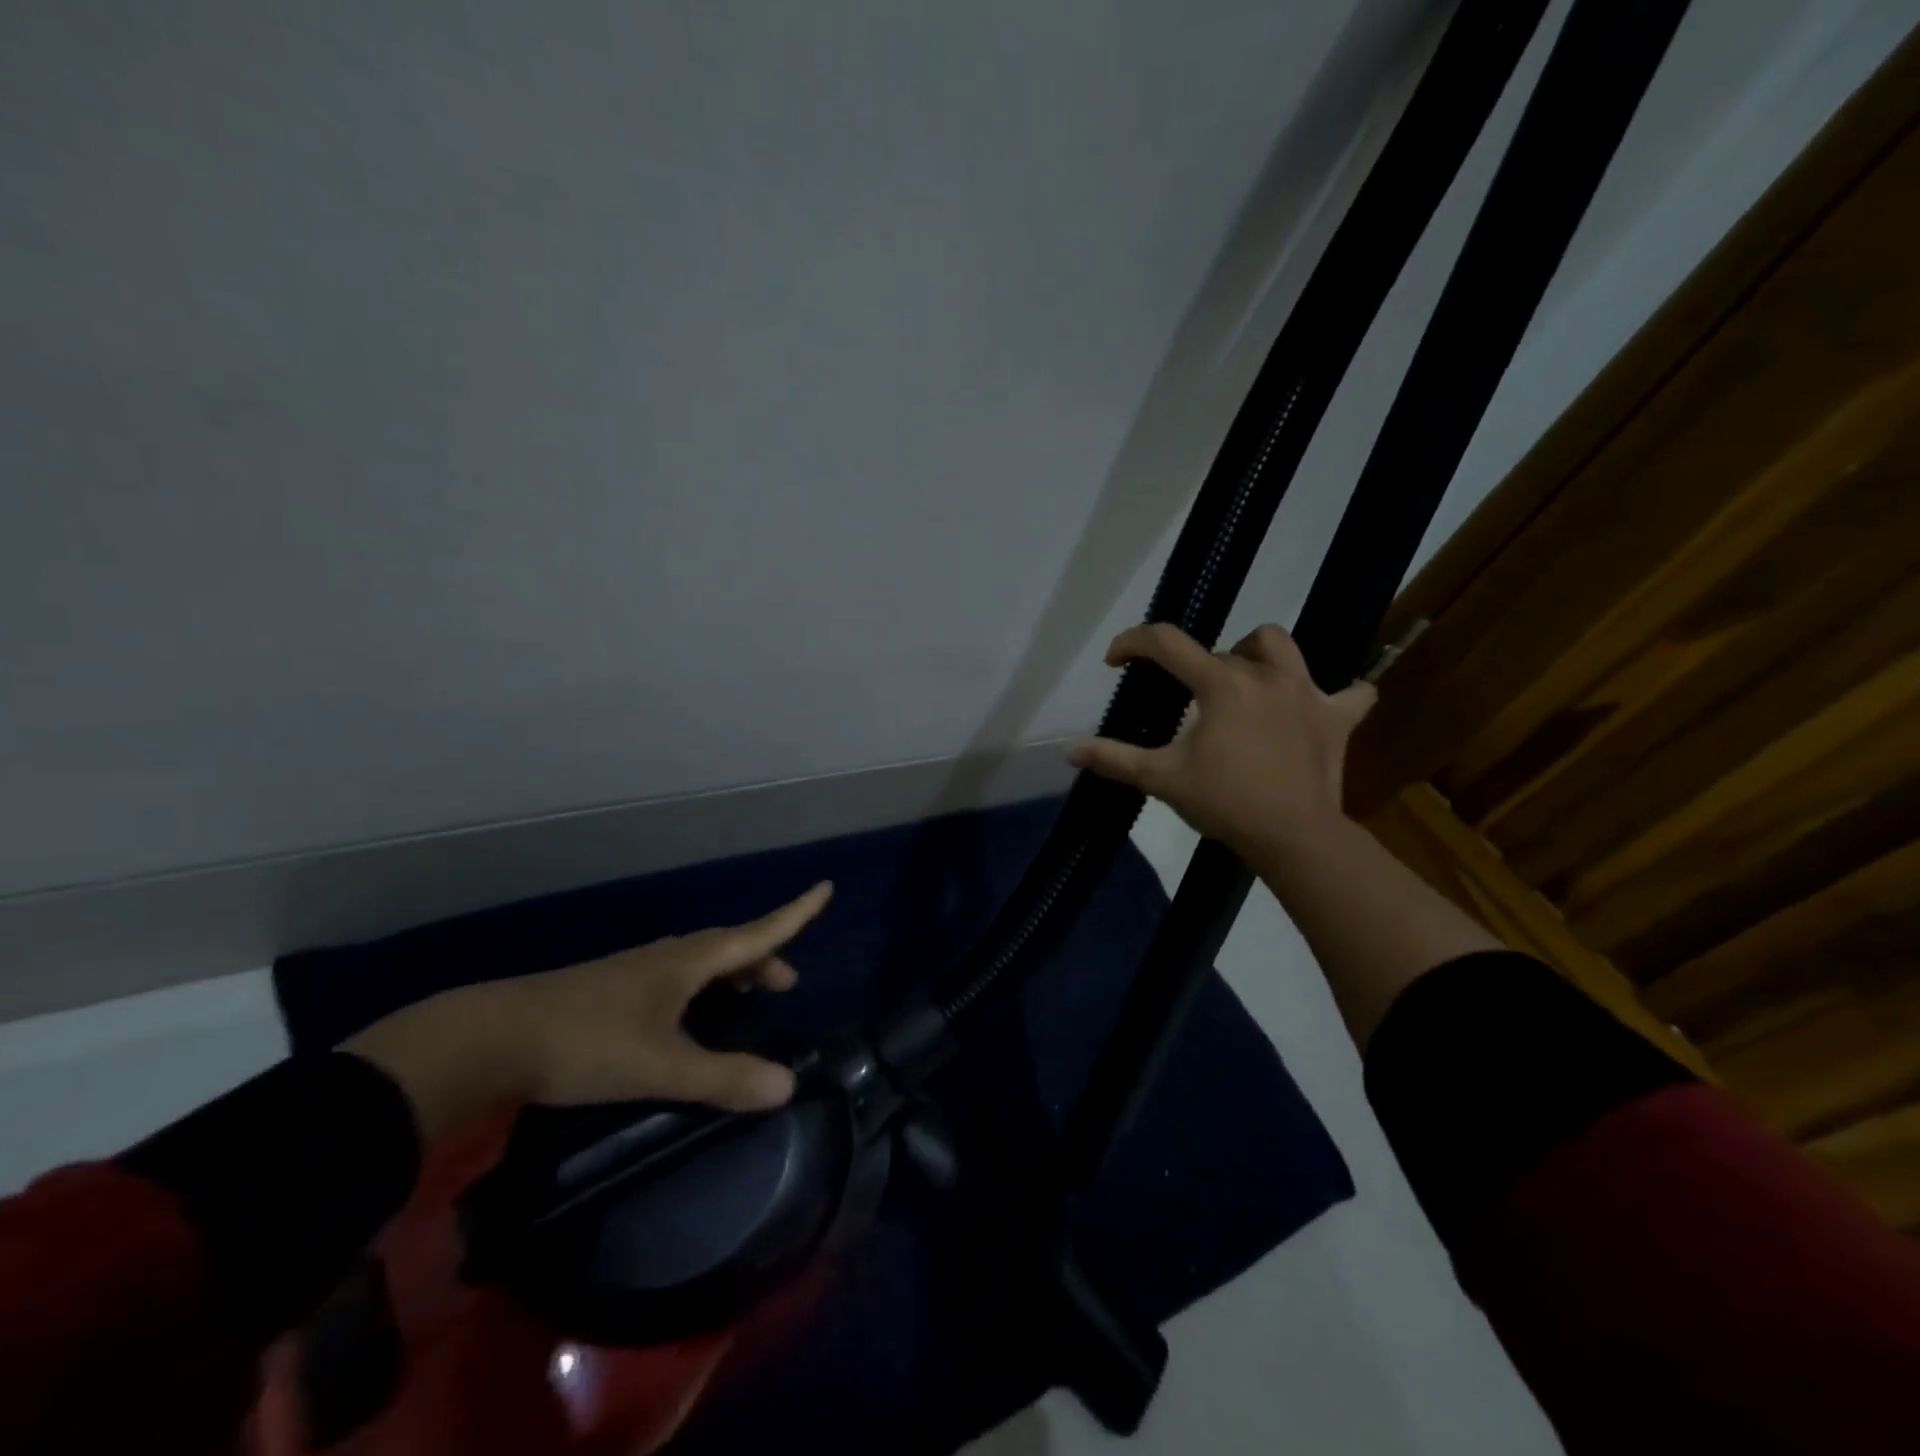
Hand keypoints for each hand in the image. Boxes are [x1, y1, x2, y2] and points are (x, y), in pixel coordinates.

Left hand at [347, 882, 831, 1140]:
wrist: (491, 1037)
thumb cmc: (587, 1043)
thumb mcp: (661, 1066)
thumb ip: (724, 1078)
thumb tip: (789, 1086)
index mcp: (688, 962)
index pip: (757, 932)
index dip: (795, 914)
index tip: (826, 888)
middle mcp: (667, 957)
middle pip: (730, 946)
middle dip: (765, 957)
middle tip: (786, 983)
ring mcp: (635, 971)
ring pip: (700, 961)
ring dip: (732, 972)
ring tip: (746, 995)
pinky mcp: (611, 990)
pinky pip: (676, 977)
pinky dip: (701, 986)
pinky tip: (685, 1015)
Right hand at [1067, 624, 1375, 856]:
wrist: (1294, 837)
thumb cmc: (1225, 803)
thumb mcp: (1163, 779)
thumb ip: (1115, 758)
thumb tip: (1071, 751)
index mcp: (1221, 683)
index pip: (1167, 643)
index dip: (1133, 643)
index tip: (1115, 661)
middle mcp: (1265, 674)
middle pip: (1219, 652)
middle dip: (1191, 670)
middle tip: (1180, 705)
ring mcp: (1307, 692)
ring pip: (1279, 646)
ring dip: (1255, 654)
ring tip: (1242, 681)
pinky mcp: (1337, 717)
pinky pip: (1350, 692)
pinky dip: (1335, 694)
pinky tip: (1316, 706)